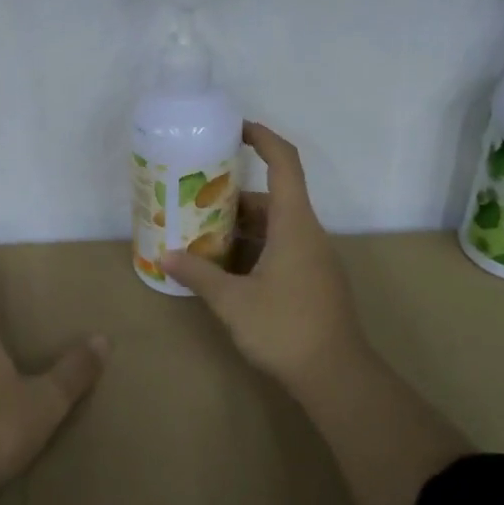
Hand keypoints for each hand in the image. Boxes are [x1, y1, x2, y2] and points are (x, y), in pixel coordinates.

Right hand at [159, 121, 367, 388]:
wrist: (337, 376)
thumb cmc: (285, 328)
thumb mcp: (233, 301)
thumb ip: (199, 275)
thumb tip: (167, 256)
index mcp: (295, 224)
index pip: (284, 163)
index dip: (263, 138)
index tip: (236, 128)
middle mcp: (307, 233)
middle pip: (272, 198)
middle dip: (233, 196)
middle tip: (195, 199)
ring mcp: (313, 258)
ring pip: (275, 227)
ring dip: (241, 227)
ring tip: (200, 234)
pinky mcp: (313, 279)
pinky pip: (281, 248)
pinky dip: (253, 248)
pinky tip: (224, 267)